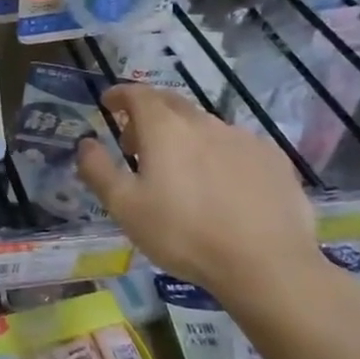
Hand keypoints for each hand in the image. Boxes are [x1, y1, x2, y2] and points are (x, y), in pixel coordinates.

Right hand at [76, 84, 318, 307]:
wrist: (266, 264)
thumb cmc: (183, 233)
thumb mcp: (124, 207)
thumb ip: (98, 170)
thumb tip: (86, 143)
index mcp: (165, 128)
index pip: (138, 94)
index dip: (120, 95)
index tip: (108, 103)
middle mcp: (204, 123)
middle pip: (171, 103)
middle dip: (148, 114)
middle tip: (136, 142)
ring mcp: (243, 139)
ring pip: (204, 125)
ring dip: (184, 136)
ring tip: (178, 170)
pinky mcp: (273, 159)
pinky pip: (235, 145)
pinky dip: (217, 153)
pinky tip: (220, 185)